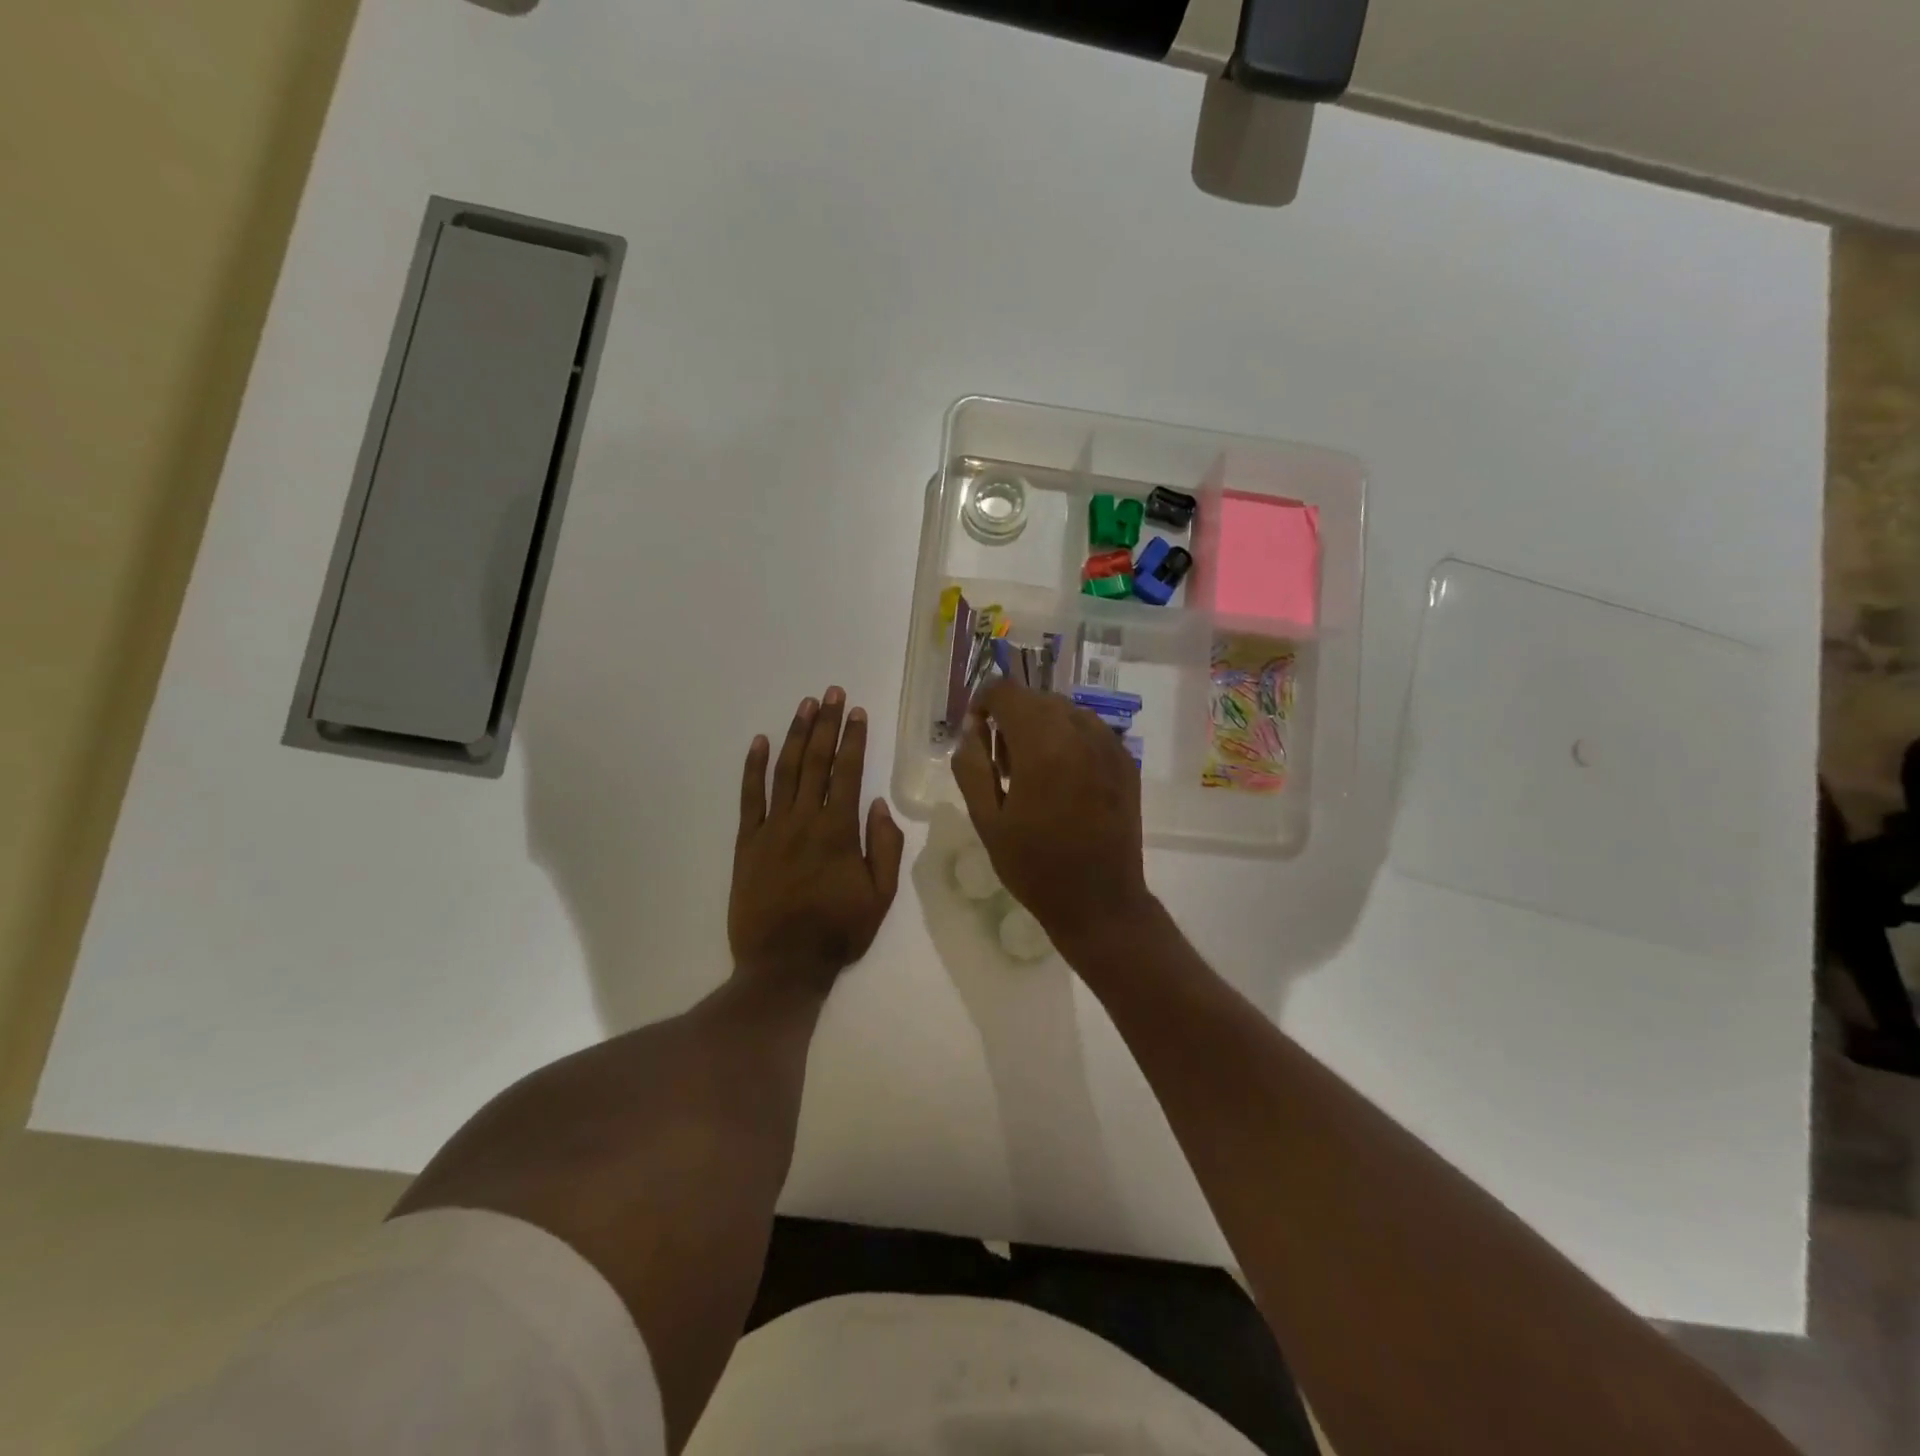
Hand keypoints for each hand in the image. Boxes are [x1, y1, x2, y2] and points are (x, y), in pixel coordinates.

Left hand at [730, 687, 904, 997]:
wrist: (783, 965)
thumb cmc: (838, 932)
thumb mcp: (880, 897)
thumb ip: (884, 848)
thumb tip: (881, 804)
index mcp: (839, 831)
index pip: (848, 773)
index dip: (853, 739)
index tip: (857, 711)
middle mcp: (804, 820)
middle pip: (816, 762)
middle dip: (826, 724)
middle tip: (831, 692)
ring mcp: (771, 829)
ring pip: (784, 771)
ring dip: (795, 735)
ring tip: (805, 705)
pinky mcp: (746, 842)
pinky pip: (749, 797)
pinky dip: (752, 768)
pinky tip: (758, 742)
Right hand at [950, 679, 1153, 953]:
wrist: (1099, 901)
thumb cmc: (1034, 865)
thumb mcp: (986, 819)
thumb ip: (971, 764)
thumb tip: (970, 727)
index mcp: (1042, 744)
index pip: (1005, 691)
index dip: (983, 703)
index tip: (976, 733)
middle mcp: (1080, 732)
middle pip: (1036, 698)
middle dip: (1011, 718)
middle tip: (1001, 764)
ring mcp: (1109, 744)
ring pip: (1065, 711)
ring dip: (1041, 727)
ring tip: (1032, 772)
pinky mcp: (1127, 761)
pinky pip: (1089, 731)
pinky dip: (1069, 740)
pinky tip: (1063, 780)